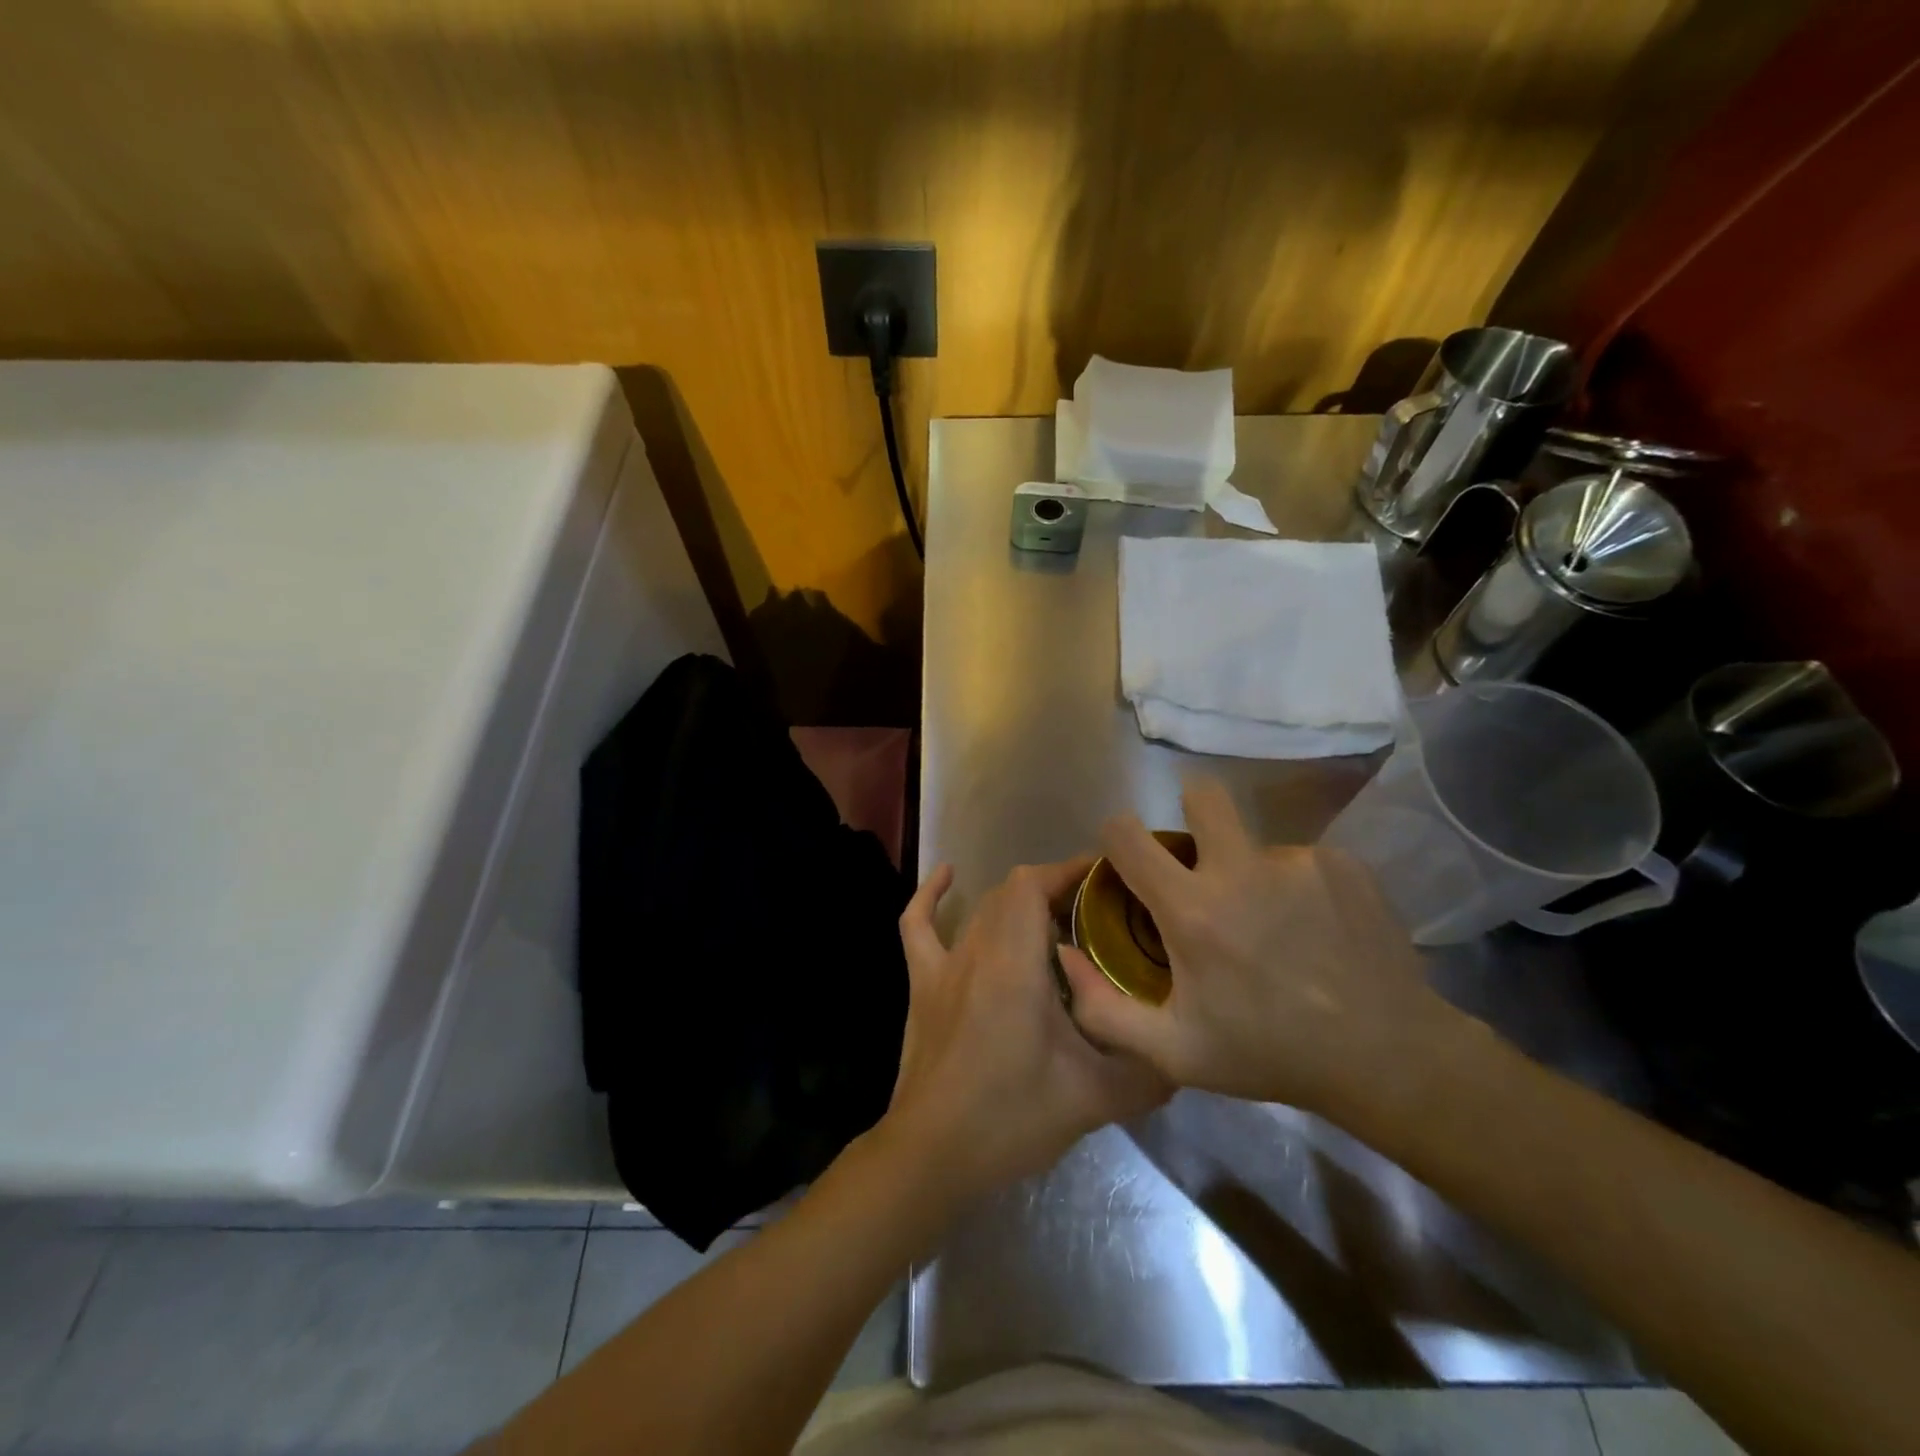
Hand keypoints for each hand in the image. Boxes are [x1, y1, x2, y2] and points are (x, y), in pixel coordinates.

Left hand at [877, 859, 1169, 1202]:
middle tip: (1097, 912)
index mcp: (1014, 964)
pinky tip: (949, 876)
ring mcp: (943, 966)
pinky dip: (932, 896)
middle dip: (1056, 889)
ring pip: (982, 910)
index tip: (1106, 877)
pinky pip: (917, 926)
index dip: (1068, 869)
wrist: (932, 1155)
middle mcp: (976, 951)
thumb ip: (1147, 1073)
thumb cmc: (1010, 1119)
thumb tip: (1184, 1055)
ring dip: (1018, 902)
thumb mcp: (1093, 1099)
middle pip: (1013, 893)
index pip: (1034, 886)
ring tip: (1056, 917)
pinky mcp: (921, 985)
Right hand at [1058, 777, 1471, 1118]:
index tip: (1127, 859)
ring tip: (1274, 927)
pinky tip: (1314, 931)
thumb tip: (1064, 957)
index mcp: (1192, 909)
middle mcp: (1241, 869)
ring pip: (1253, 842)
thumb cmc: (1269, 1053)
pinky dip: (1295, 887)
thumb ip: (1103, 1009)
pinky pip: (1298, 860)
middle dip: (1191, 815)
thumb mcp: (1173, 1051)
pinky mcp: (1342, 864)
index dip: (1116, 836)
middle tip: (1202, 862)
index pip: (1127, 834)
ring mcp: (1297, 861)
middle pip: (1201, 795)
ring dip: (1250, 872)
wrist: (1387, 1056)